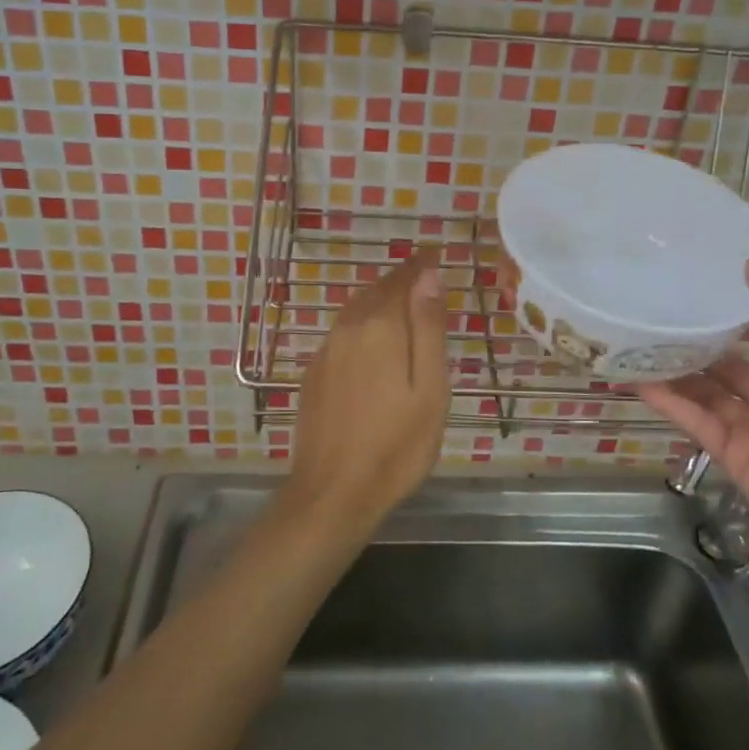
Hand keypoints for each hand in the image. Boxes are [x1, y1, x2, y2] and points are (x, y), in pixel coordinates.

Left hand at [283, 248, 450, 534]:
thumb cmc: (397, 444)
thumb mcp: (429, 388)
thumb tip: (428, 275)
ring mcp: (325, 351)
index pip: (402, 280)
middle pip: (376, 291)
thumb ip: (428, 327)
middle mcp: (348, 328)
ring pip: (356, 310)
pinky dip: (361, 324)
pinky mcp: (313, 373)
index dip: (419, 267)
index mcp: (380, 327)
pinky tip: (371, 342)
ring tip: (401, 303)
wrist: (333, 493)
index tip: (435, 256)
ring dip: (379, 300)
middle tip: (422, 277)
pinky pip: (342, 333)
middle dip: (400, 281)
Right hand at [638, 259, 748, 573]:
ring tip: (636, 338)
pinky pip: (693, 418)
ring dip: (675, 368)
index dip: (741, 309)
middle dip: (698, 339)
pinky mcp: (728, 454)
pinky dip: (666, 399)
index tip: (704, 281)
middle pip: (729, 362)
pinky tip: (636, 377)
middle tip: (656, 308)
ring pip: (705, 389)